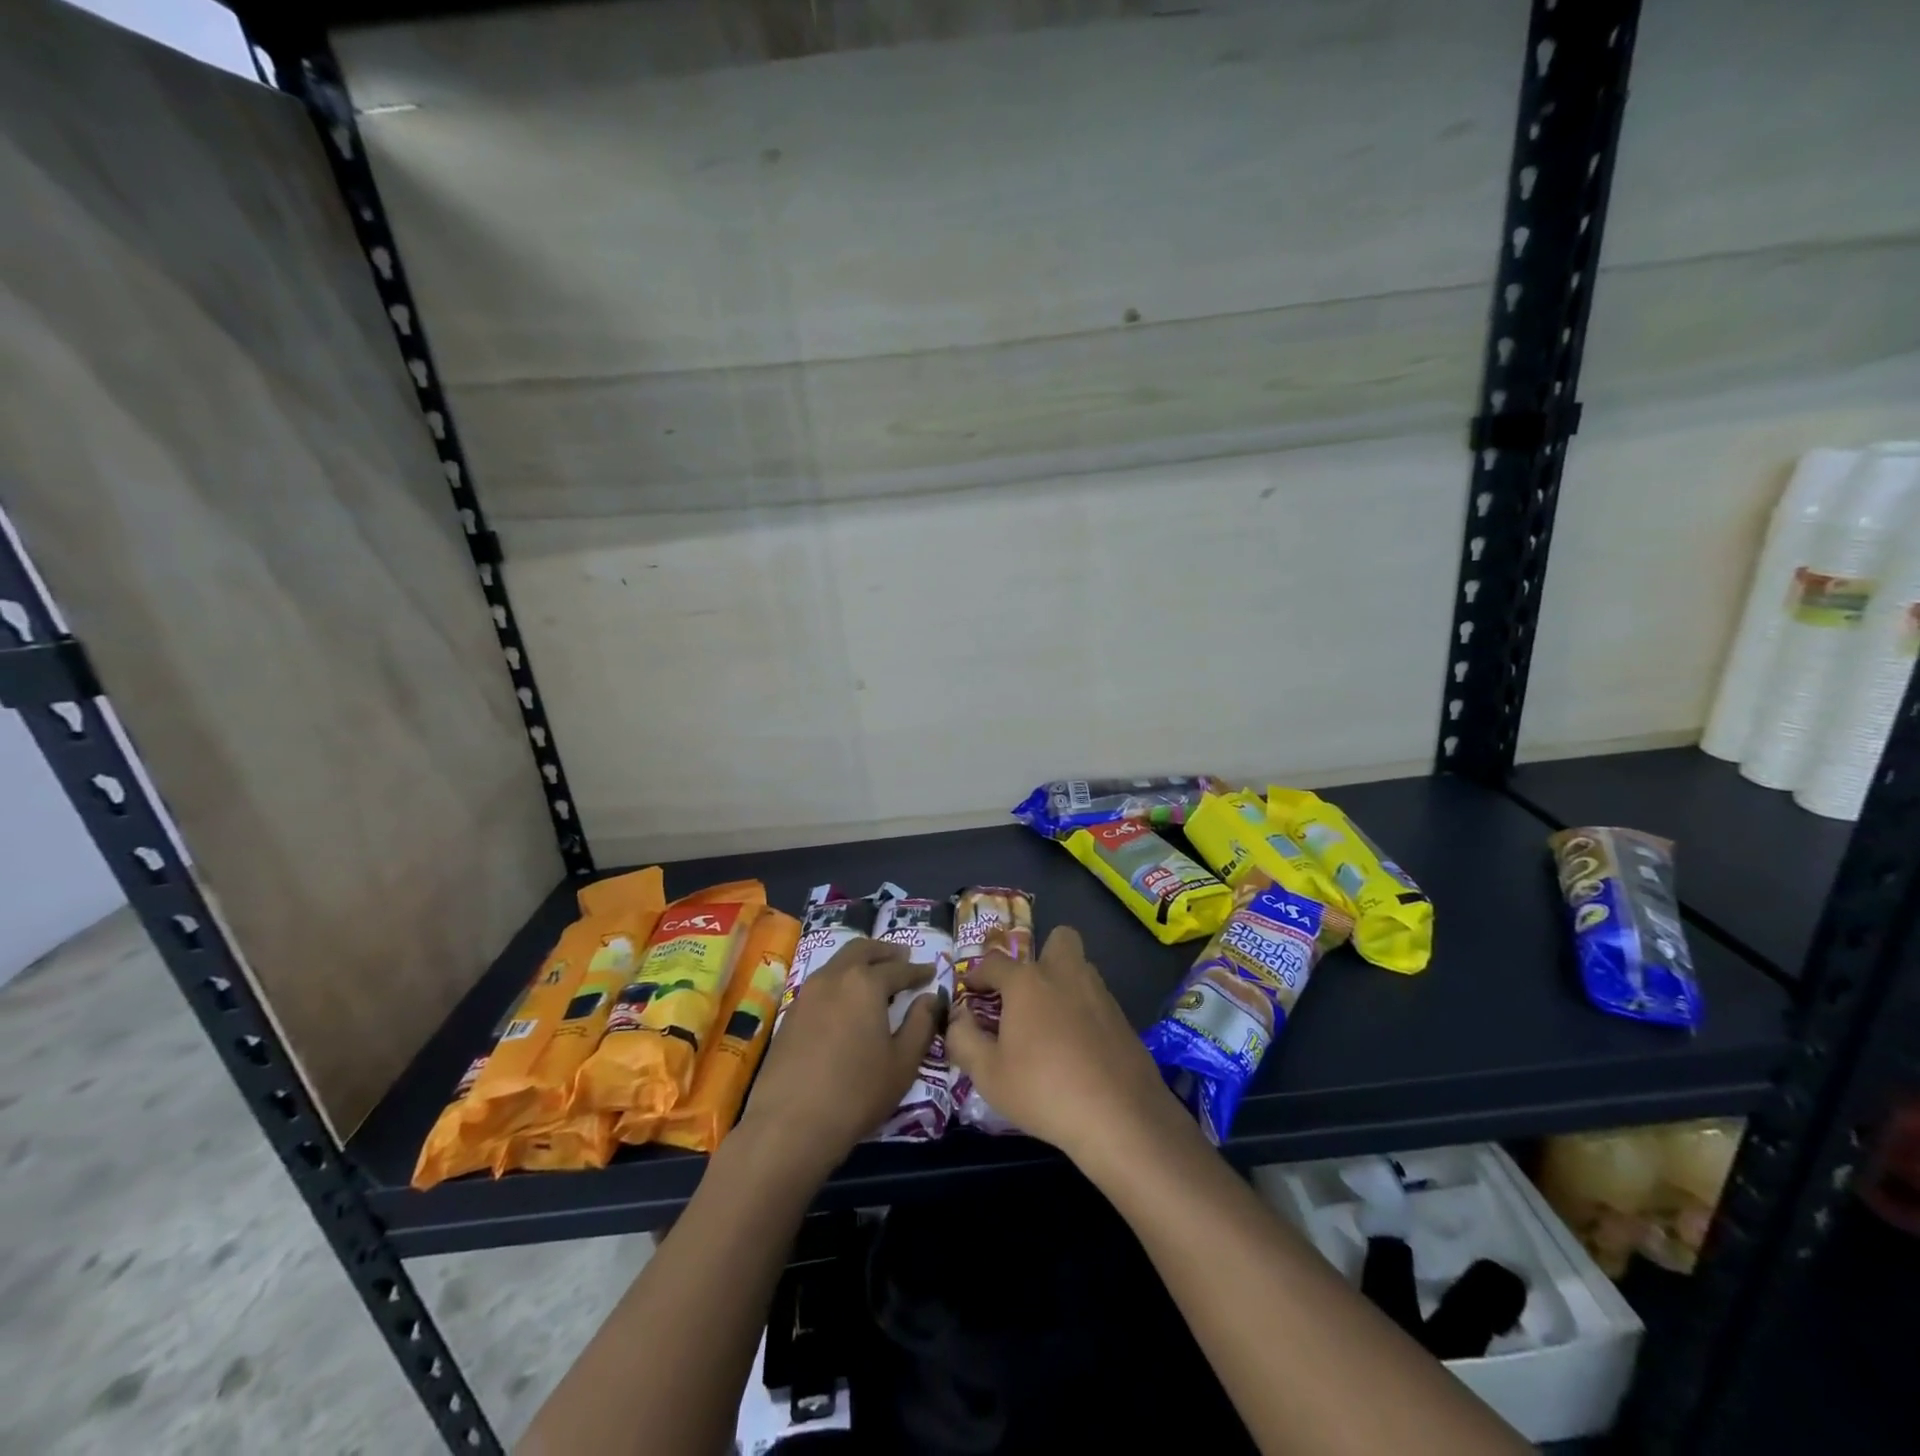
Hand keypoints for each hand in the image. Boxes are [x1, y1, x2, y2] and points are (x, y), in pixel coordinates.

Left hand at [739, 938, 939, 1175]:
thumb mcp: (903, 1062)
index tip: (930, 971)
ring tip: (874, 975)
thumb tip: (931, 998)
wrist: (789, 1124)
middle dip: (885, 952)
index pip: (898, 968)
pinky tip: (846, 1001)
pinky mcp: (790, 1014)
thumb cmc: (856, 1092)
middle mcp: (834, 977)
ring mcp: (807, 993)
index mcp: (865, 983)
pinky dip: (840, 980)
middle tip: (902, 957)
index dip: (917, 970)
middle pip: (862, 950)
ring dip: (860, 961)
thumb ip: (921, 1024)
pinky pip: (821, 983)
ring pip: (838, 962)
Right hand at [945, 925, 1189, 1168]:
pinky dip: (1084, 1012)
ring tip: (1049, 1022)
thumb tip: (958, 1018)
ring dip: (1064, 982)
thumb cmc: (1043, 1090)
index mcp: (1027, 981)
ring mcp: (1099, 994)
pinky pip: (1097, 1000)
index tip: (970, 991)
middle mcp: (1065, 975)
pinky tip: (1077, 1048)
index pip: (994, 962)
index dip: (977, 974)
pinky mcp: (1123, 1019)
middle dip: (1042, 954)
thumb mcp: (988, 1074)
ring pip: (1081, 968)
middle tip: (1026, 991)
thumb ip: (964, 1039)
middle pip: (1059, 938)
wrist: (1120, 1117)